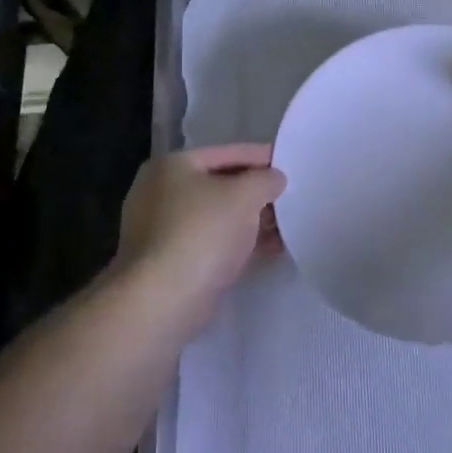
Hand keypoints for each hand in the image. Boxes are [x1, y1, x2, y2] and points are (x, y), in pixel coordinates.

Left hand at [113, 145, 285, 326]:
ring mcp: (162, 230)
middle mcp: (160, 192)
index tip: (290, 166)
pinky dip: (238, 244)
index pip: (226, 154)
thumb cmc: (203, 232)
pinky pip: (212, 243)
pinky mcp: (169, 262)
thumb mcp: (245, 195)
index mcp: (172, 165)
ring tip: (286, 228)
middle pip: (220, 186)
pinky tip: (269, 250)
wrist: (163, 299)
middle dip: (257, 194)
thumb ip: (265, 179)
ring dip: (251, 221)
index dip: (261, 158)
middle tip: (290, 199)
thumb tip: (274, 179)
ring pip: (217, 217)